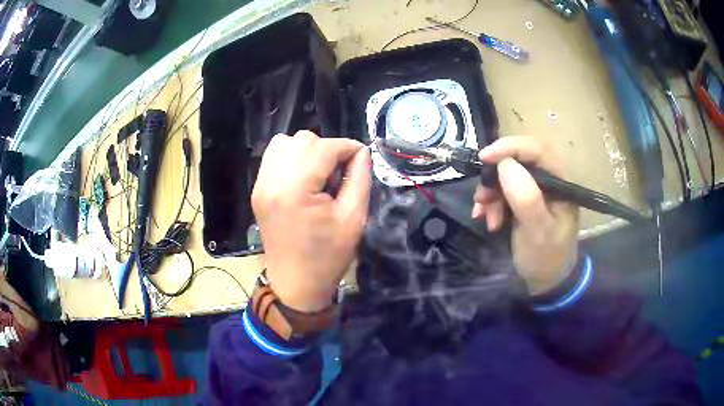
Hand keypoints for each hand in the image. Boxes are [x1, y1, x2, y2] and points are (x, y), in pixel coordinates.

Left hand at [252, 131, 371, 311]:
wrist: (295, 284)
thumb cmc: (327, 257)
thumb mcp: (353, 218)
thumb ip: (360, 178)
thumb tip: (362, 152)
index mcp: (295, 189)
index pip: (324, 147)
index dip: (348, 147)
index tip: (361, 159)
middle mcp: (272, 180)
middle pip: (303, 139)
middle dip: (328, 150)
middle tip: (339, 175)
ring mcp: (260, 184)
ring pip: (285, 142)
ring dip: (308, 151)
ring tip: (319, 176)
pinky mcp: (257, 189)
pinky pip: (273, 156)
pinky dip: (291, 158)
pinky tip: (302, 178)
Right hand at [471, 136, 578, 294]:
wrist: (546, 279)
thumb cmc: (547, 256)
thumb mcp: (538, 231)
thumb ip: (526, 199)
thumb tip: (505, 165)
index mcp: (561, 181)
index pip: (537, 150)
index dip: (510, 147)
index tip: (484, 157)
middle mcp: (549, 179)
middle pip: (518, 161)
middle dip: (495, 177)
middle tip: (482, 198)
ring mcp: (536, 189)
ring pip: (506, 176)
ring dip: (490, 194)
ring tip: (485, 216)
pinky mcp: (524, 198)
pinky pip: (502, 190)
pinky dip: (491, 202)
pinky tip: (487, 219)